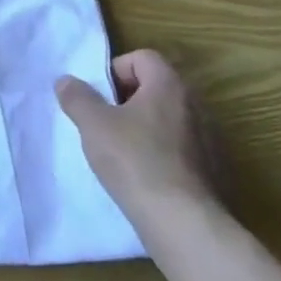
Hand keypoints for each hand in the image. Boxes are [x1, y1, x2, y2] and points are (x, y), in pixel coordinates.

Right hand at [55, 50, 226, 232]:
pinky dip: (161, 153)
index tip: (99, 96)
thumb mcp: (92, 124)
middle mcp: (196, 105)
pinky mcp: (214, 170)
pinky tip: (143, 175)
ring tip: (121, 150)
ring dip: (144, 127)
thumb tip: (66, 81)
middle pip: (156, 87)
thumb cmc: (134, 160)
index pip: (142, 58)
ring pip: (167, 119)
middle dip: (127, 99)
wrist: (183, 222)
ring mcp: (210, 139)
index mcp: (169, 86)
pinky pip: (181, 147)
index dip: (115, 70)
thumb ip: (77, 96)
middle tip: (104, 121)